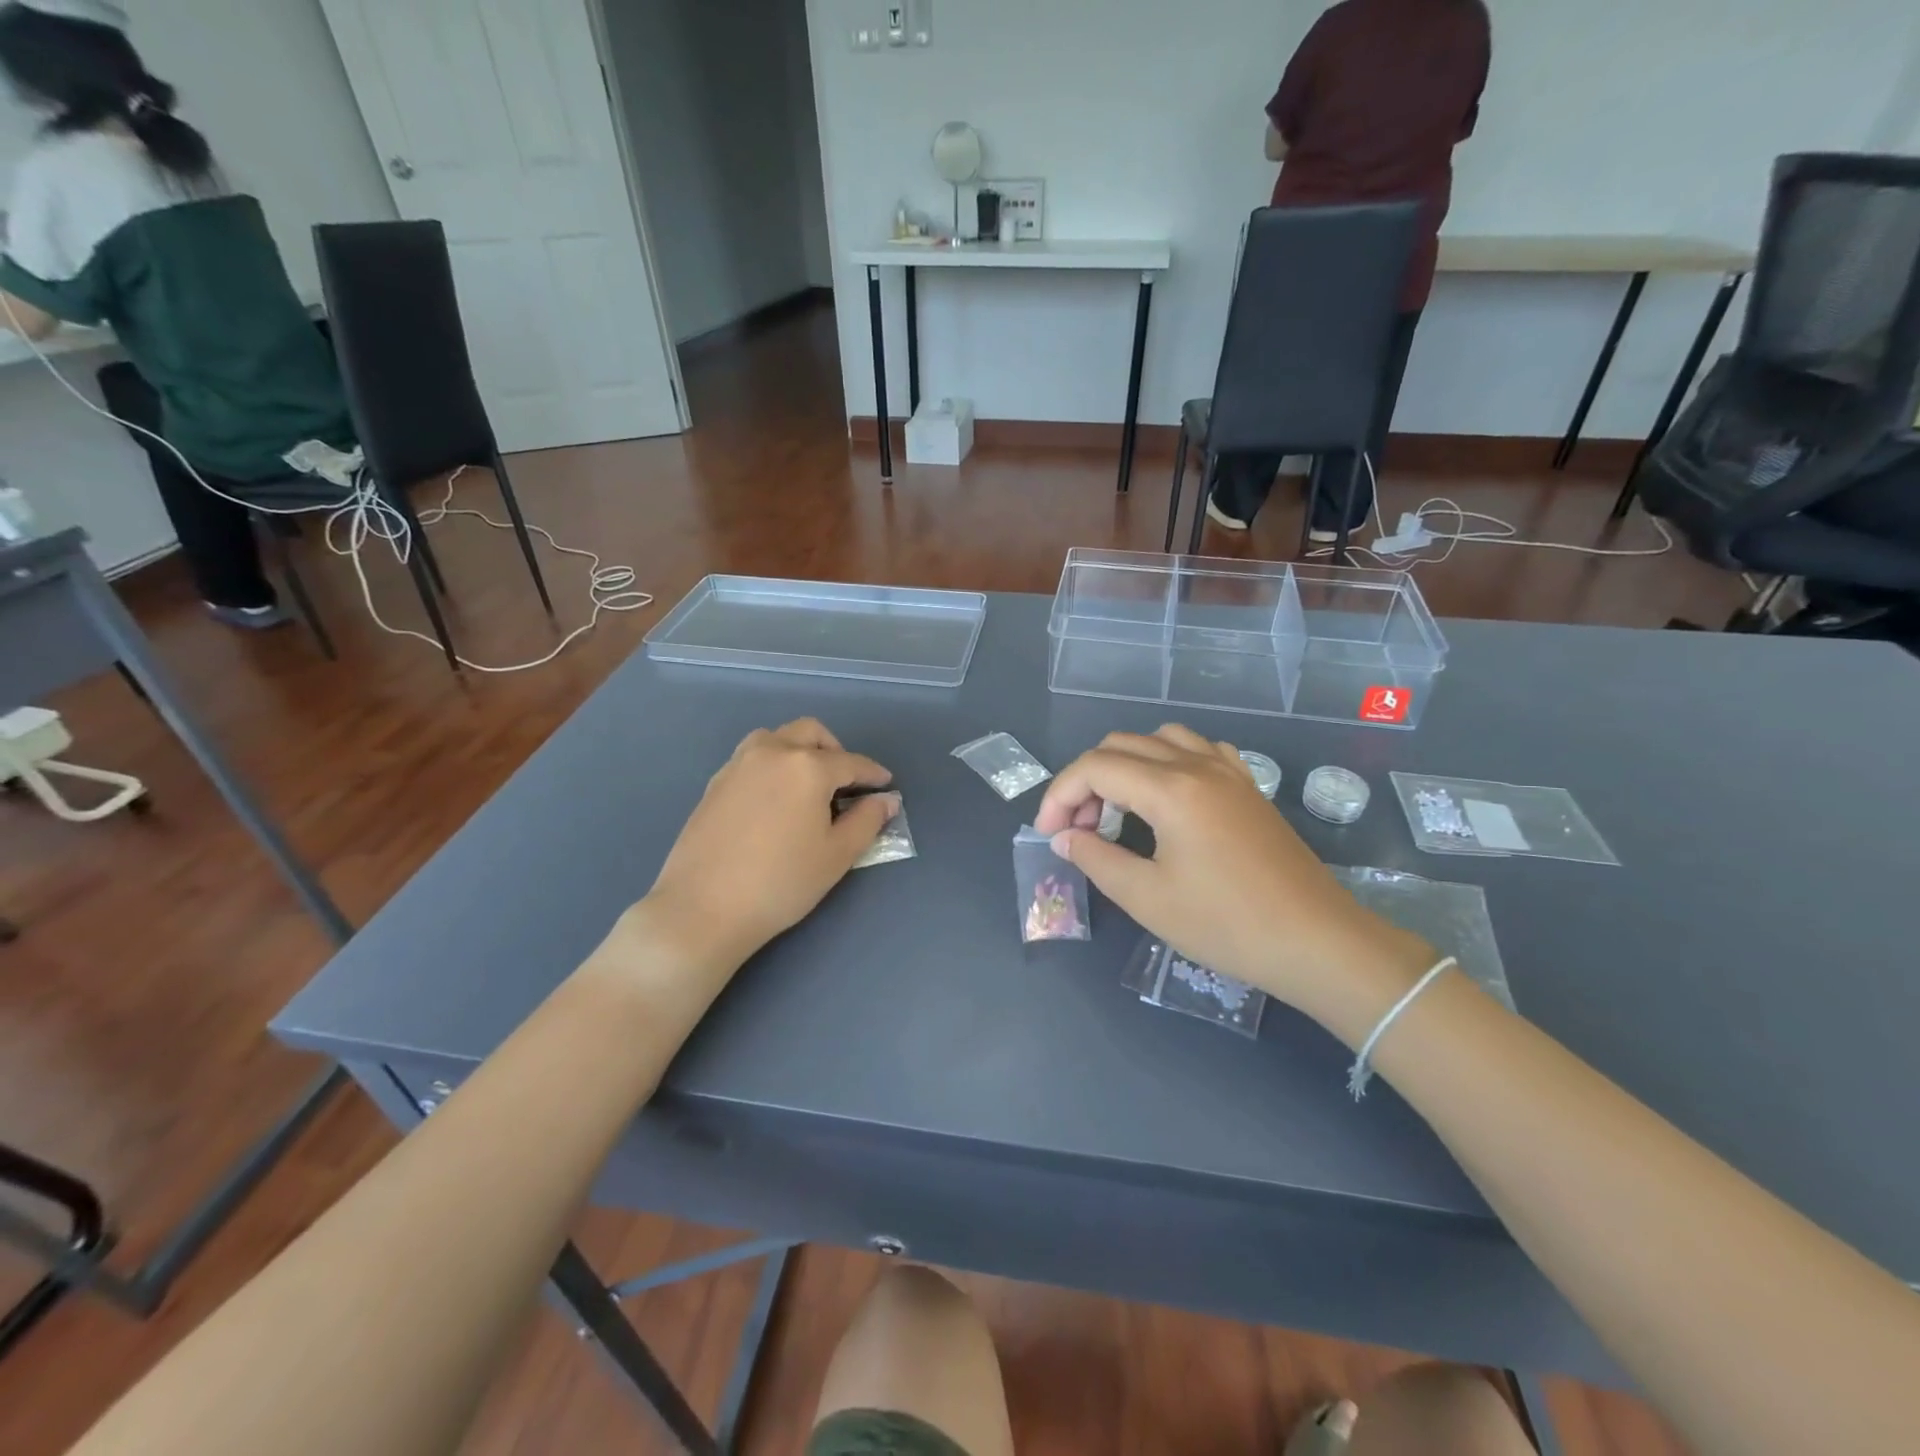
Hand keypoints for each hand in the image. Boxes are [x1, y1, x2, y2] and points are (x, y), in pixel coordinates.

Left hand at [643, 720, 896, 968]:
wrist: (703, 908)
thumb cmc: (781, 883)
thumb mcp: (837, 855)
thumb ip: (867, 821)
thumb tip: (886, 800)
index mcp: (807, 767)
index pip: (851, 762)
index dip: (873, 774)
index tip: (886, 785)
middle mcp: (772, 752)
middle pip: (811, 733)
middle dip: (835, 750)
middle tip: (846, 782)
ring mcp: (738, 764)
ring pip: (776, 738)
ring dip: (799, 749)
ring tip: (808, 784)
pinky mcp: (715, 783)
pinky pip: (752, 757)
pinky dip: (773, 764)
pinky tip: (776, 799)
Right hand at [1033, 726, 1427, 1012]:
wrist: (1316, 941)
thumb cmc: (1226, 924)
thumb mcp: (1147, 898)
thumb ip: (1096, 858)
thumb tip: (1064, 837)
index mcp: (1170, 789)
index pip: (1095, 767)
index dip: (1060, 795)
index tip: (1049, 834)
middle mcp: (1197, 765)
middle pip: (1121, 746)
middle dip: (1087, 781)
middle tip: (1078, 828)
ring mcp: (1228, 772)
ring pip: (1159, 739)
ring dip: (1125, 765)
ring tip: (1118, 810)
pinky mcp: (1247, 787)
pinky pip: (1198, 750)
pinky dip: (1167, 761)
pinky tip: (1167, 796)